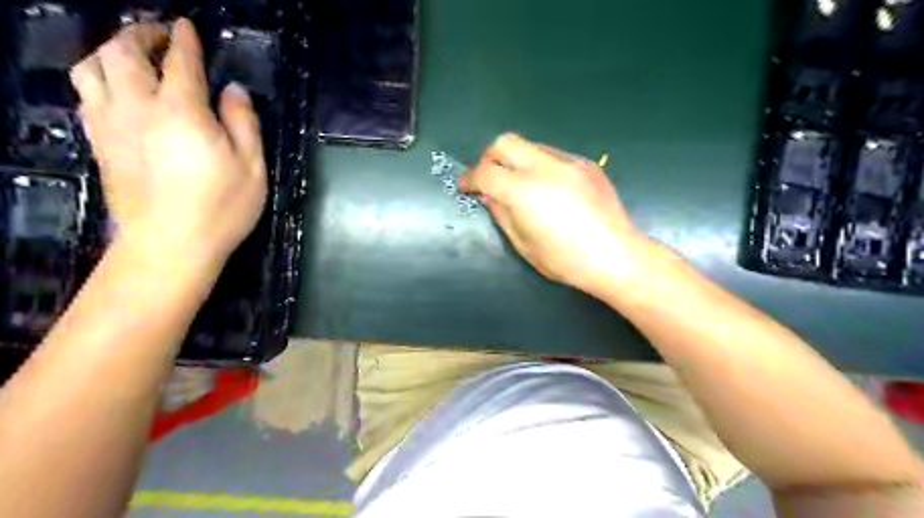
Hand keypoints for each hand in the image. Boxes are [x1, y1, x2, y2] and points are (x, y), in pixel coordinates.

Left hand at [71, 19, 267, 270]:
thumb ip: (244, 123)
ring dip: (111, 51)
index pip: (180, 62)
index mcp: (182, 112)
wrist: (170, 245)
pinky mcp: (99, 143)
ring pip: (92, 68)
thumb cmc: (221, 208)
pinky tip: (117, 89)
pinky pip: (86, 94)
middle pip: (122, 52)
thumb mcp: (252, 167)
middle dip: (139, 34)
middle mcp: (137, 107)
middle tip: (160, 35)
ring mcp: (111, 124)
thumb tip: (234, 91)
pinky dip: (99, 79)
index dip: (185, 40)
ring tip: (133, 56)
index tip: (187, 26)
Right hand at [459, 133, 647, 294]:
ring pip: (530, 146)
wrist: (616, 256)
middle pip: (505, 142)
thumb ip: (501, 214)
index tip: (466, 187)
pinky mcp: (586, 164)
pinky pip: (553, 156)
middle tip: (491, 180)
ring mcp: (568, 162)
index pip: (485, 172)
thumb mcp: (523, 244)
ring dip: (517, 161)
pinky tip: (551, 191)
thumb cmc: (565, 260)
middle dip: (490, 158)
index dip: (469, 178)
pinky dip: (541, 167)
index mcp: (523, 191)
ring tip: (523, 187)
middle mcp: (544, 167)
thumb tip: (489, 196)